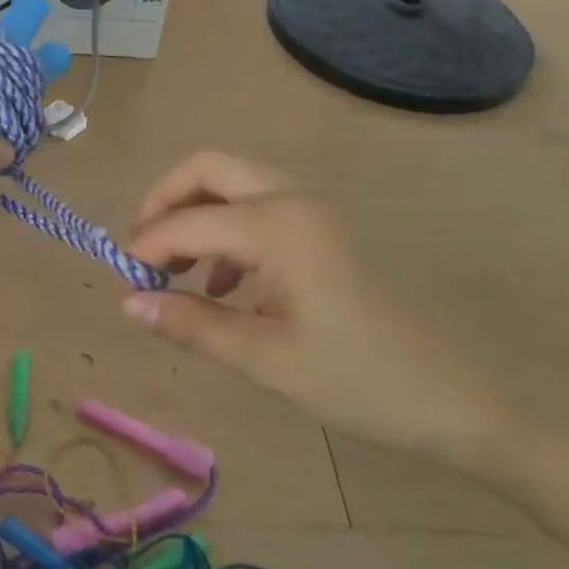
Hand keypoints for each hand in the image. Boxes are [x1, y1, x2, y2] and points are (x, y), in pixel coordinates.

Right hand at [122, 152, 514, 471]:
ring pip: (231, 183)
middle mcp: (291, 200)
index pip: (186, 221)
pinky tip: (217, 285)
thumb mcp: (263, 359)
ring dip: (193, 212)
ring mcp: (310, 212)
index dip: (145, 247)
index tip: (122, 282)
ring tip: (170, 267)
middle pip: (208, 168)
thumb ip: (190, 324)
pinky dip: (221, 228)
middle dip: (164, 201)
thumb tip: (128, 303)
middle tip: (141, 249)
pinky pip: (254, 207)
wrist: (447, 400)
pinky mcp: (317, 231)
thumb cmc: (355, 380)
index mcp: (278, 226)